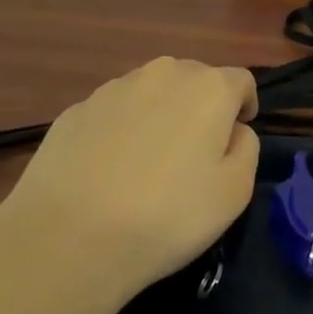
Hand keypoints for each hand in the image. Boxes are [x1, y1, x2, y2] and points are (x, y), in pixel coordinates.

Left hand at [0, 56, 259, 303]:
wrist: (66, 240)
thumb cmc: (166, 216)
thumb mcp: (235, 193)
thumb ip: (246, 149)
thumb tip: (233, 131)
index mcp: (209, 88)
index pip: (241, 80)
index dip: (244, 106)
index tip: (235, 139)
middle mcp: (164, 73)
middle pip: (195, 80)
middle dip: (201, 108)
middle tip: (193, 155)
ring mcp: (115, 88)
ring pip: (152, 92)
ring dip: (160, 116)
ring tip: (147, 165)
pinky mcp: (76, 110)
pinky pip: (114, 113)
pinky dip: (121, 131)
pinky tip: (108, 173)